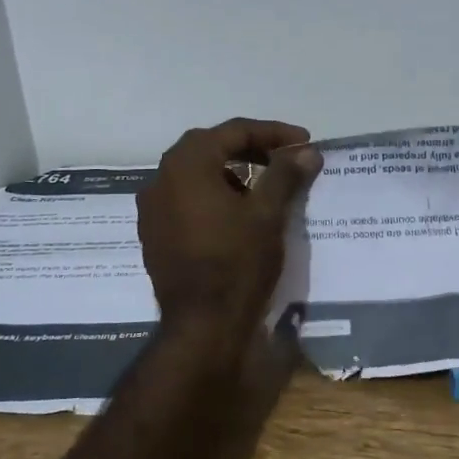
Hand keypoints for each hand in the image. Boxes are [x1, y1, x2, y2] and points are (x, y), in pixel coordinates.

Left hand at [138, 118, 320, 329]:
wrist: (202, 327)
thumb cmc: (237, 263)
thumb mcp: (267, 214)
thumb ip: (285, 174)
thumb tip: (306, 151)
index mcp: (186, 164)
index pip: (233, 131)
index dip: (273, 133)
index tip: (304, 143)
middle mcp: (161, 179)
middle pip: (210, 147)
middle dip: (249, 148)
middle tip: (284, 159)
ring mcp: (152, 209)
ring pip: (196, 174)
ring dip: (230, 172)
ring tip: (263, 188)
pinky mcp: (154, 234)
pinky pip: (186, 200)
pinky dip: (213, 196)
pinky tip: (236, 215)